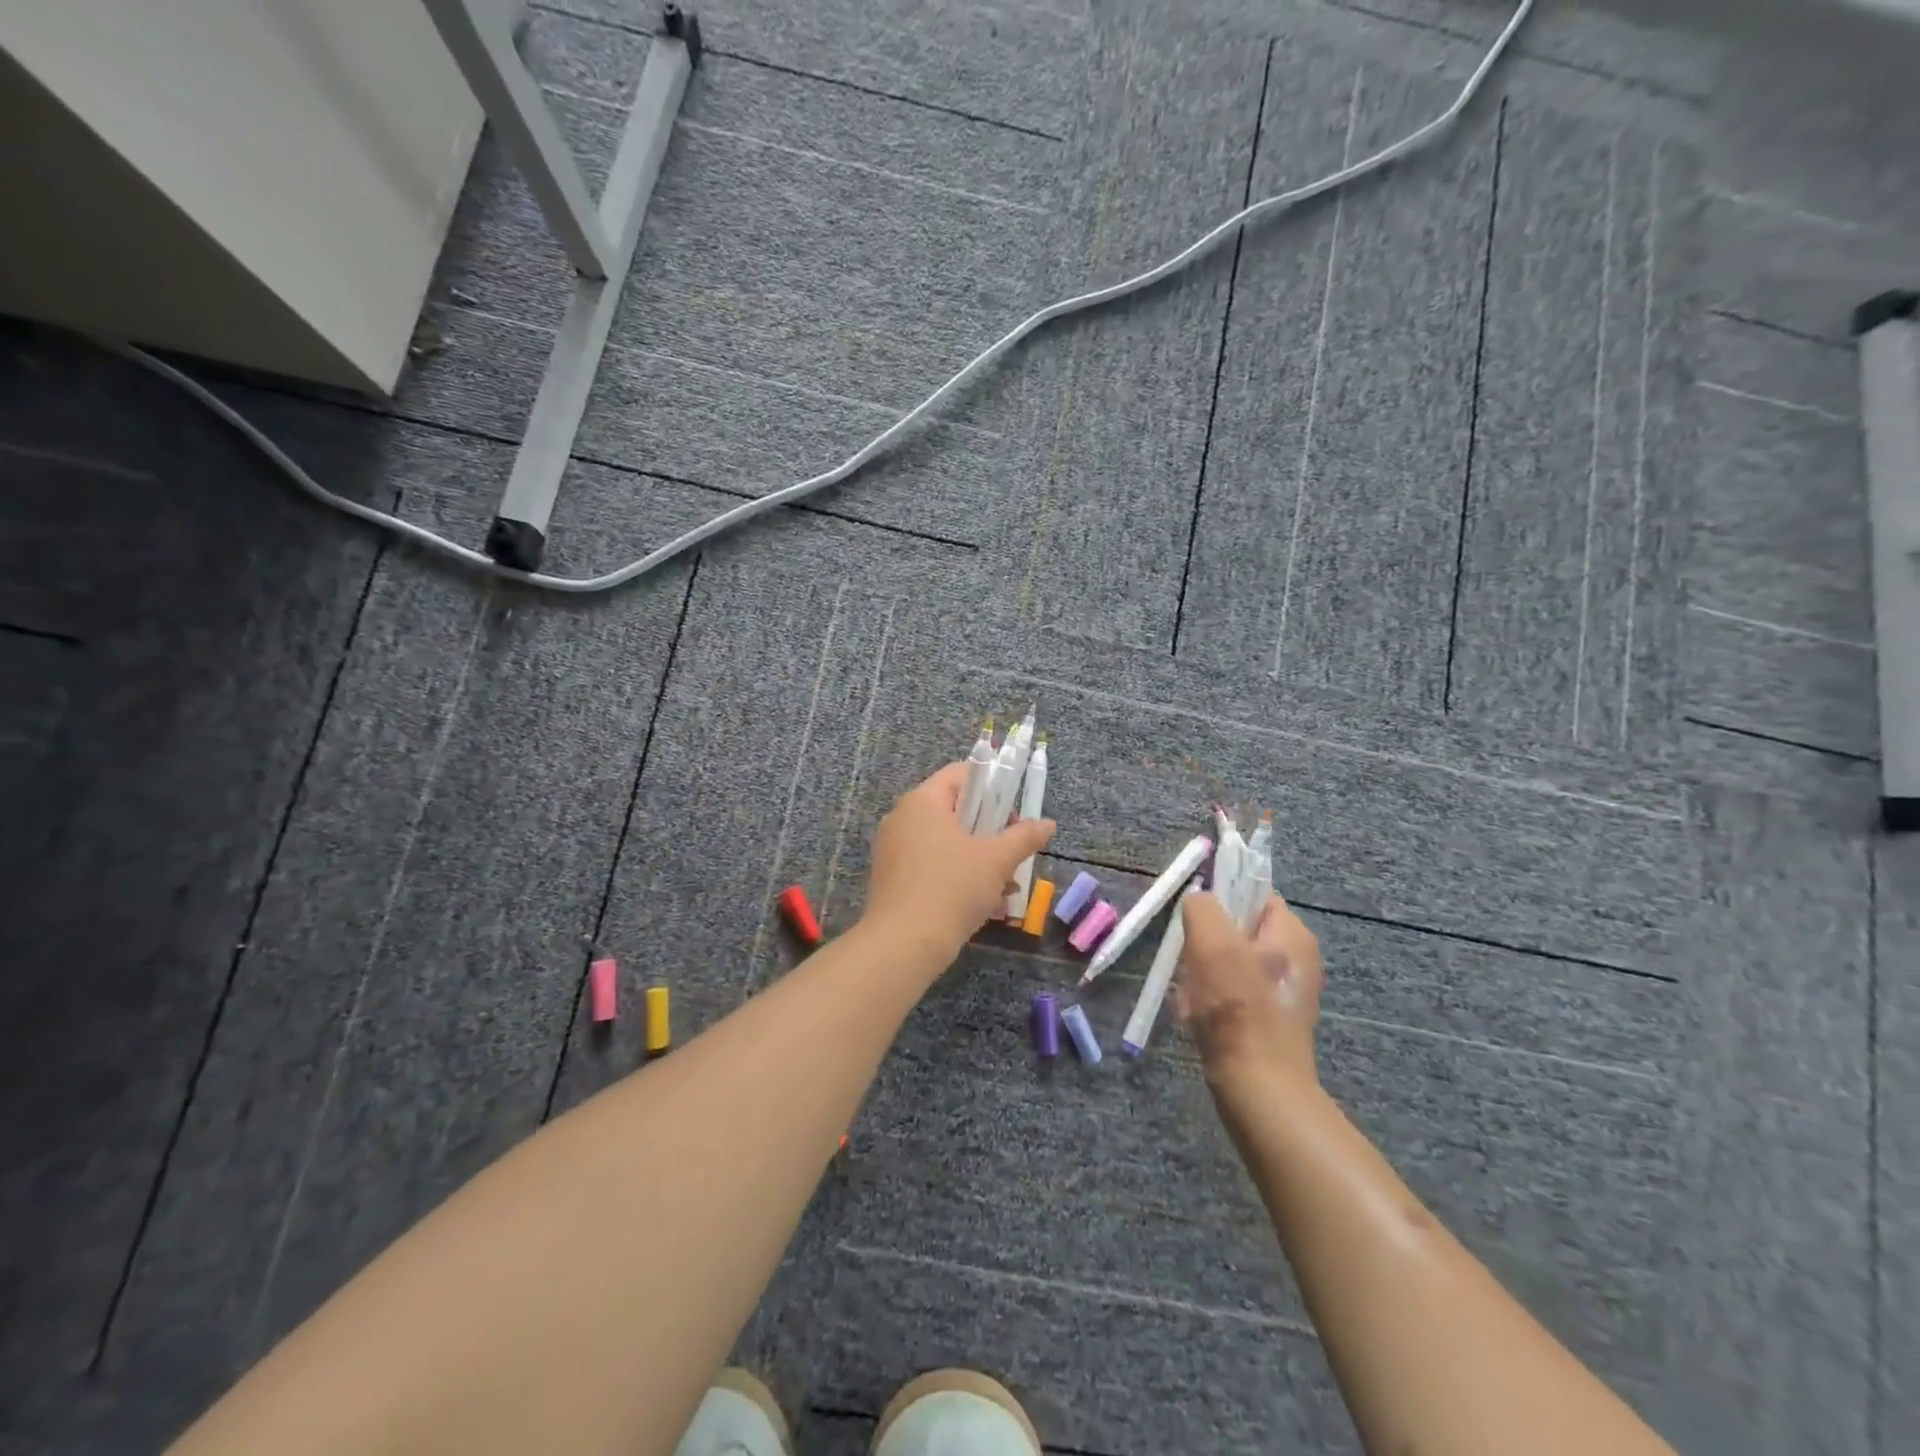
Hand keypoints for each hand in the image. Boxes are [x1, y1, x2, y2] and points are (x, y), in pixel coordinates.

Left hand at [863, 762, 1055, 961]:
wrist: (902, 945)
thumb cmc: (952, 888)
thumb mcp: (997, 860)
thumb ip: (1024, 837)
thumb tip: (1048, 823)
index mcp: (923, 801)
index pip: (961, 774)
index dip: (992, 787)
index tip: (1013, 816)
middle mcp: (902, 817)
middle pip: (954, 809)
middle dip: (989, 831)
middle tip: (1012, 853)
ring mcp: (892, 848)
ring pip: (944, 842)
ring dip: (977, 858)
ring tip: (1005, 887)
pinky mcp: (890, 877)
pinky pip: (930, 864)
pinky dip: (955, 875)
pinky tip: (981, 903)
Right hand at [1177, 890, 1322, 1099]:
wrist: (1260, 1092)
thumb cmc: (1238, 1011)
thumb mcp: (1213, 942)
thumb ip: (1203, 907)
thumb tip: (1197, 902)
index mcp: (1292, 934)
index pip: (1251, 891)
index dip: (1219, 898)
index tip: (1196, 922)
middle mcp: (1295, 958)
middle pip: (1235, 928)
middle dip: (1205, 942)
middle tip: (1193, 963)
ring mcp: (1283, 991)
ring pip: (1226, 961)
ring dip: (1201, 973)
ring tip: (1194, 996)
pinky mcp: (1268, 1019)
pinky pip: (1229, 992)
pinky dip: (1208, 1000)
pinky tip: (1199, 1016)